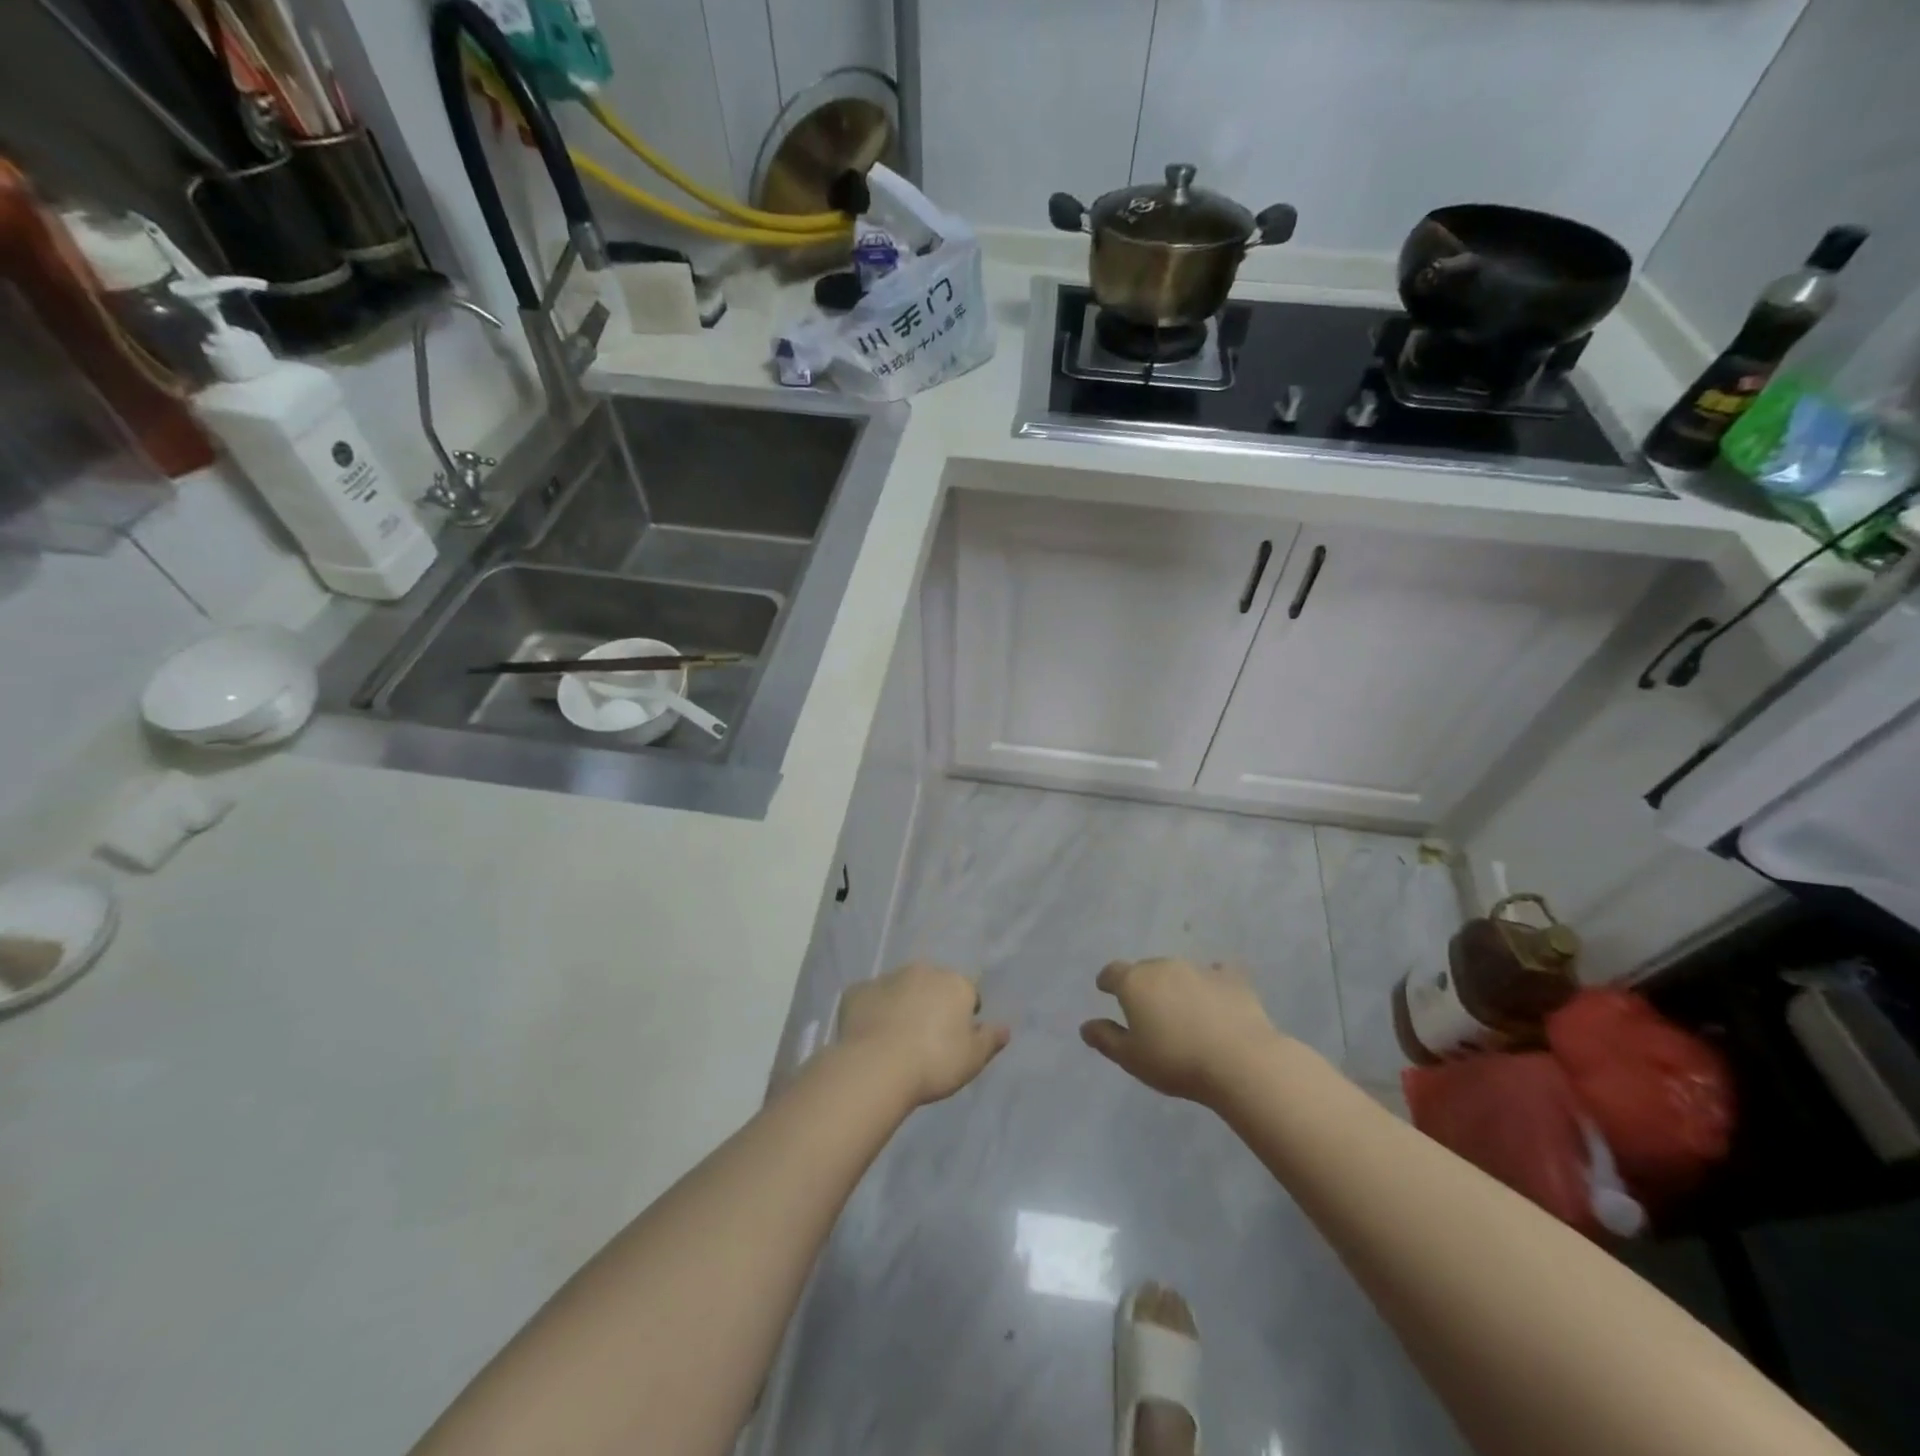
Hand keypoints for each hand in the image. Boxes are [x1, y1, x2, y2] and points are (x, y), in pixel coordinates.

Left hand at [837, 962, 1010, 1105]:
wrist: (877, 1067)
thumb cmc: (934, 1063)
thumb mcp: (973, 1059)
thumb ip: (991, 1040)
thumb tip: (1005, 1028)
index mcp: (954, 983)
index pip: (967, 993)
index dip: (964, 1015)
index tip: (957, 1039)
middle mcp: (922, 971)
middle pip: (932, 985)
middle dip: (932, 1004)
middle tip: (926, 1039)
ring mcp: (886, 978)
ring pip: (900, 989)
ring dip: (902, 1005)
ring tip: (896, 1040)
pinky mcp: (857, 992)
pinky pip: (869, 1000)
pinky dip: (872, 1012)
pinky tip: (869, 1037)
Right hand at [1080, 957, 1282, 1104]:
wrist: (1241, 1061)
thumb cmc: (1176, 1061)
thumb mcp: (1131, 1058)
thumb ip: (1105, 1039)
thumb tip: (1086, 1026)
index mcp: (1135, 982)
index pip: (1112, 972)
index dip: (1107, 981)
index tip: (1106, 990)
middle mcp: (1164, 966)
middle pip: (1145, 970)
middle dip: (1142, 985)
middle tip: (1146, 1010)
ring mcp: (1199, 969)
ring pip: (1178, 972)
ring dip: (1174, 986)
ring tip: (1181, 1011)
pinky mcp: (1232, 979)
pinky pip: (1215, 975)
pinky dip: (1210, 985)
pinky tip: (1216, 1000)